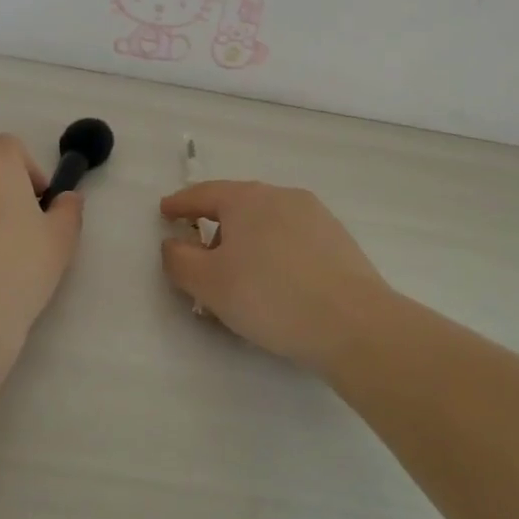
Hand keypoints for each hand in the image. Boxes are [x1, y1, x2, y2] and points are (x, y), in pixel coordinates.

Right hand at [159, 181, 390, 372]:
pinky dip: (274, 253)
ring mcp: (315, 215)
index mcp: (247, 199)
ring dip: (247, 243)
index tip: (165, 212)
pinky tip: (277, 285)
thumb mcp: (208, 284)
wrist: (353, 323)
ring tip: (241, 279)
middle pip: (236, 207)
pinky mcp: (337, 239)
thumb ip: (179, 260)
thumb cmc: (270, 297)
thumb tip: (173, 243)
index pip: (203, 194)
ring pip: (267, 223)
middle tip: (201, 259)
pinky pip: (292, 239)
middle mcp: (281, 196)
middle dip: (214, 229)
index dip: (179, 204)